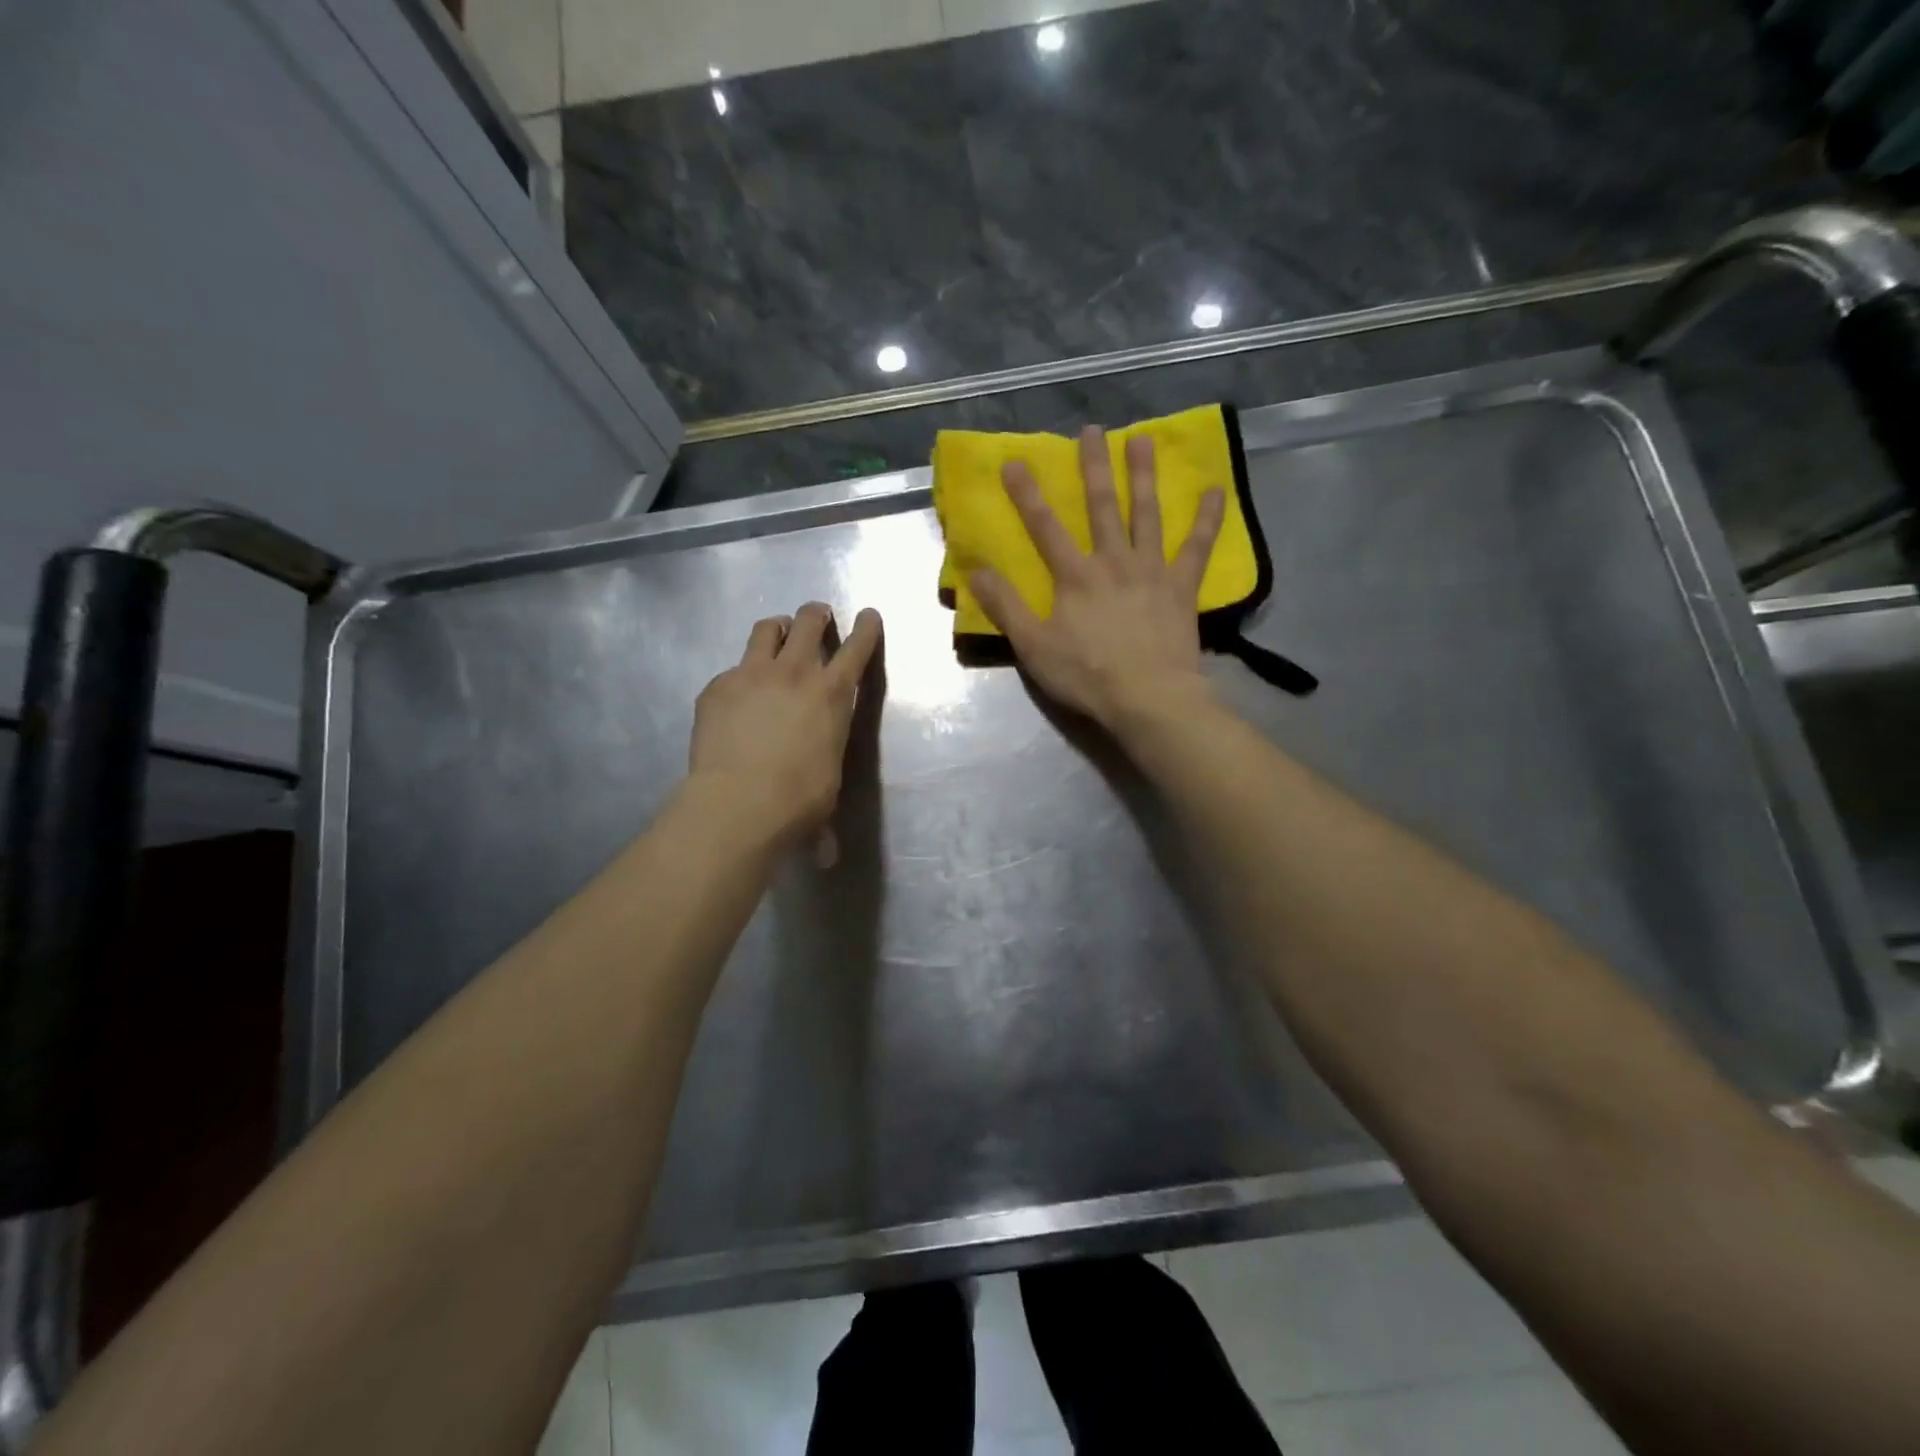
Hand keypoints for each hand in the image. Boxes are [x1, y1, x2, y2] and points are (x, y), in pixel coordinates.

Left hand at [689, 603, 882, 850]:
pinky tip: (735, 697)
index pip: (858, 647)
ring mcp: (751, 674)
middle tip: (817, 618)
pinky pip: (732, 668)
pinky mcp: (717, 687)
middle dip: (816, 614)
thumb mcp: (825, 793)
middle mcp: (795, 672)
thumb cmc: (798, 801)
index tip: (869, 615)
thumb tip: (826, 858)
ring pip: (766, 628)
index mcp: (832, 694)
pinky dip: (739, 675)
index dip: (867, 628)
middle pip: (809, 621)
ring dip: (777, 628)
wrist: (738, 802)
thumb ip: (823, 813)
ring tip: (777, 636)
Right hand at [969, 426, 1224, 734]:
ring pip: (1147, 514)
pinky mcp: (1182, 587)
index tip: (1015, 461)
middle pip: (1101, 507)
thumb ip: (1006, 606)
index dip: (1027, 494)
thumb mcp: (1033, 646)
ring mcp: (1151, 570)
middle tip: (1092, 430)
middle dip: (1093, 467)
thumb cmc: (1087, 675)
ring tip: (1143, 440)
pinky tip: (1214, 491)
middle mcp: (1113, 561)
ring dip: (1144, 476)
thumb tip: (976, 569)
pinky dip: (1206, 520)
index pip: (1045, 527)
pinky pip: (1197, 548)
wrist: (1148, 699)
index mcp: (1075, 576)